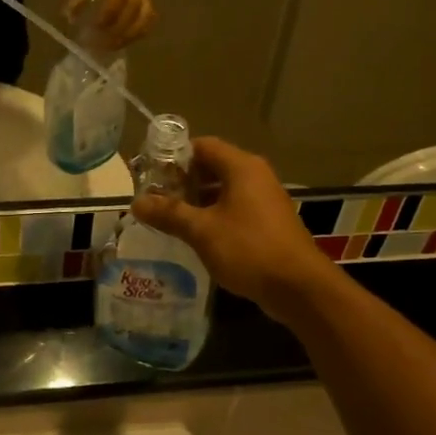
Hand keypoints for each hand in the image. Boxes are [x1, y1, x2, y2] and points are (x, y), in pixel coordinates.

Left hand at [75, 0, 155, 46]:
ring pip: (146, 15)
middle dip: (117, 29)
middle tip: (98, 45)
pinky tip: (121, 40)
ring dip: (129, 34)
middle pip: (135, 7)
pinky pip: (148, 15)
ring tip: (110, 47)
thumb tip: (69, 14)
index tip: (93, 28)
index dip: (108, 13)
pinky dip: (137, 31)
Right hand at [131, 138, 337, 325]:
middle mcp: (256, 176)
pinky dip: (214, 216)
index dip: (174, 157)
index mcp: (241, 167)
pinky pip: (235, 209)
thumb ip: (169, 213)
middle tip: (155, 199)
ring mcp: (265, 200)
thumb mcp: (202, 230)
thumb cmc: (248, 249)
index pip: (202, 146)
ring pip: (224, 190)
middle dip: (183, 181)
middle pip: (212, 166)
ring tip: (169, 218)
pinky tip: (196, 236)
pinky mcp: (269, 223)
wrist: (299, 288)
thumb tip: (136, 202)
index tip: (151, 175)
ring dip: (197, 201)